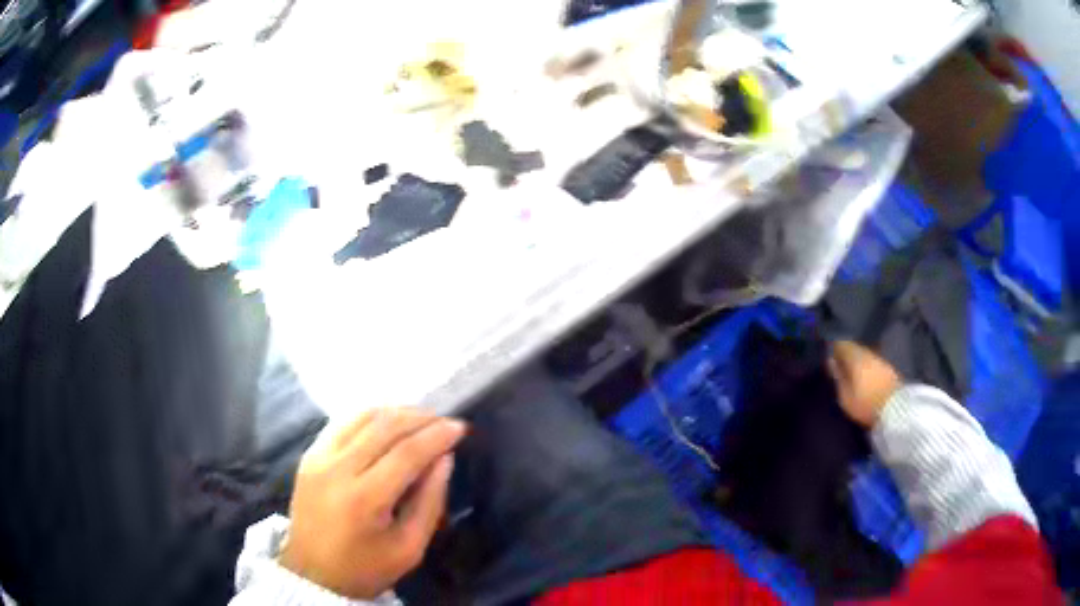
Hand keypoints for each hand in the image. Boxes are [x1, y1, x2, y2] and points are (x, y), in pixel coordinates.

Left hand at [280, 408, 466, 598]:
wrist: (313, 574)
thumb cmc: (365, 568)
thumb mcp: (409, 548)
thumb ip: (430, 502)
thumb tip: (444, 459)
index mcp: (363, 499)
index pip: (406, 453)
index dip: (436, 436)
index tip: (460, 427)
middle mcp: (337, 469)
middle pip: (384, 427)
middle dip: (420, 418)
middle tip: (444, 421)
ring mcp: (318, 458)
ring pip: (361, 417)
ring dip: (395, 412)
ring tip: (420, 419)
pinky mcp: (308, 455)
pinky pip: (342, 422)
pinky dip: (369, 416)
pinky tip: (386, 423)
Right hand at [828, 341, 901, 428]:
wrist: (896, 410)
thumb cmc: (866, 404)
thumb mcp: (846, 397)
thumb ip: (838, 378)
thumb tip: (831, 362)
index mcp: (857, 357)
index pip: (843, 344)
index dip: (835, 349)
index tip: (830, 356)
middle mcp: (869, 353)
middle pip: (856, 347)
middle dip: (848, 354)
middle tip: (841, 365)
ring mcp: (881, 360)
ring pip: (866, 354)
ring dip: (859, 360)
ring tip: (853, 372)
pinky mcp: (889, 368)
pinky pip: (874, 361)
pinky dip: (868, 366)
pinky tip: (866, 376)